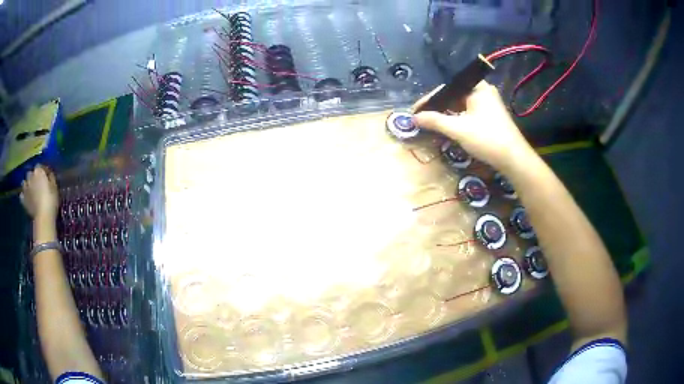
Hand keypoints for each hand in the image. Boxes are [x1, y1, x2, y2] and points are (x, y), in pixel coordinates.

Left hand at [21, 165, 59, 221]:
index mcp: (38, 171)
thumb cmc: (51, 200)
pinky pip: (22, 196)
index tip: (46, 177)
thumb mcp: (54, 187)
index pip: (40, 166)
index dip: (43, 171)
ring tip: (30, 190)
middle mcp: (30, 176)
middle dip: (33, 177)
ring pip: (24, 183)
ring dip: (27, 185)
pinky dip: (23, 196)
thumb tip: (49, 175)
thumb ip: (50, 178)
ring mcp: (26, 189)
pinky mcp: (23, 200)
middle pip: (30, 173)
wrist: (43, 217)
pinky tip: (26, 199)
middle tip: (37, 184)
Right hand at [412, 81, 534, 171]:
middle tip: (422, 119)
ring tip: (432, 124)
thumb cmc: (487, 139)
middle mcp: (483, 91)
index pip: (446, 88)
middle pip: (454, 96)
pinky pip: (469, 113)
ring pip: (461, 105)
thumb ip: (435, 121)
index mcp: (477, 87)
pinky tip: (449, 128)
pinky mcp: (492, 116)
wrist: (514, 159)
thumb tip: (414, 118)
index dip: (429, 100)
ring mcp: (489, 103)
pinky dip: (458, 119)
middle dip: (438, 108)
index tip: (415, 112)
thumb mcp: (459, 129)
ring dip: (447, 115)